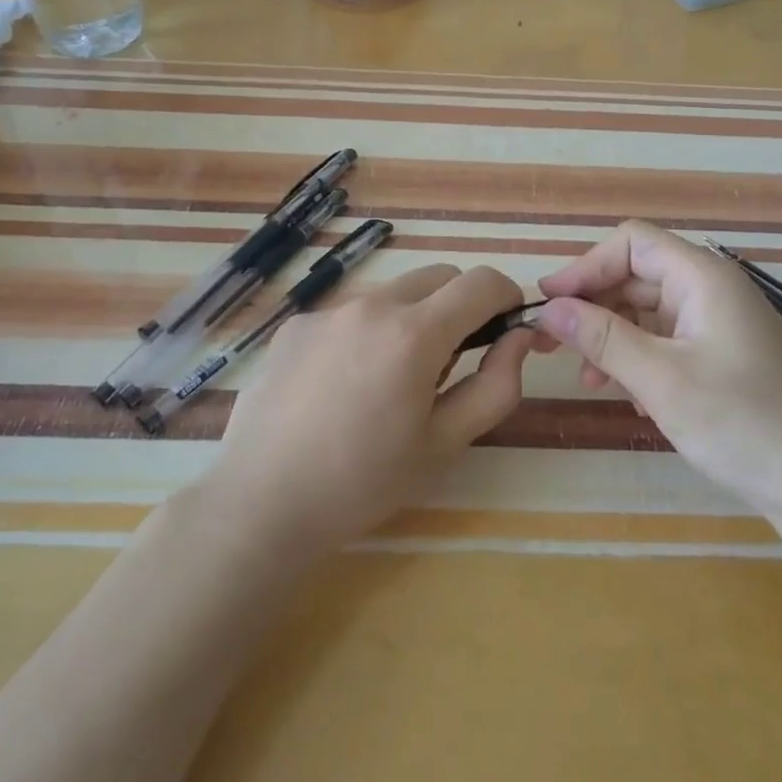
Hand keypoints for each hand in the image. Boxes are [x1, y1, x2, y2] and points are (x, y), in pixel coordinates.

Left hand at [205, 263, 532, 557]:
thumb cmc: (365, 482)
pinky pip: (351, 312)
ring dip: (412, 318)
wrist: (260, 504)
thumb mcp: (446, 443)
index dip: (507, 297)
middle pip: (439, 277)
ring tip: (391, 380)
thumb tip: (520, 336)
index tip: (508, 327)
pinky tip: (343, 386)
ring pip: (394, 293)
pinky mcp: (296, 325)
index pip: (482, 282)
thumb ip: (497, 384)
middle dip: (461, 305)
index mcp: (415, 333)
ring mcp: (328, 311)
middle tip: (451, 363)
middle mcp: (372, 305)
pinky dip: (367, 332)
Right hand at [535, 221, 781, 514]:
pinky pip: (669, 340)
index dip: (585, 267)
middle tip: (554, 347)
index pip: (631, 243)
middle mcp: (711, 288)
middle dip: (594, 307)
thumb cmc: (741, 422)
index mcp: (702, 277)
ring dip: (614, 338)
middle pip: (637, 276)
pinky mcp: (725, 354)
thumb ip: (601, 338)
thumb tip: (548, 309)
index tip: (549, 305)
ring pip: (649, 311)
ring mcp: (720, 322)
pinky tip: (633, 399)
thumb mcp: (660, 379)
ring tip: (591, 382)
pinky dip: (641, 359)